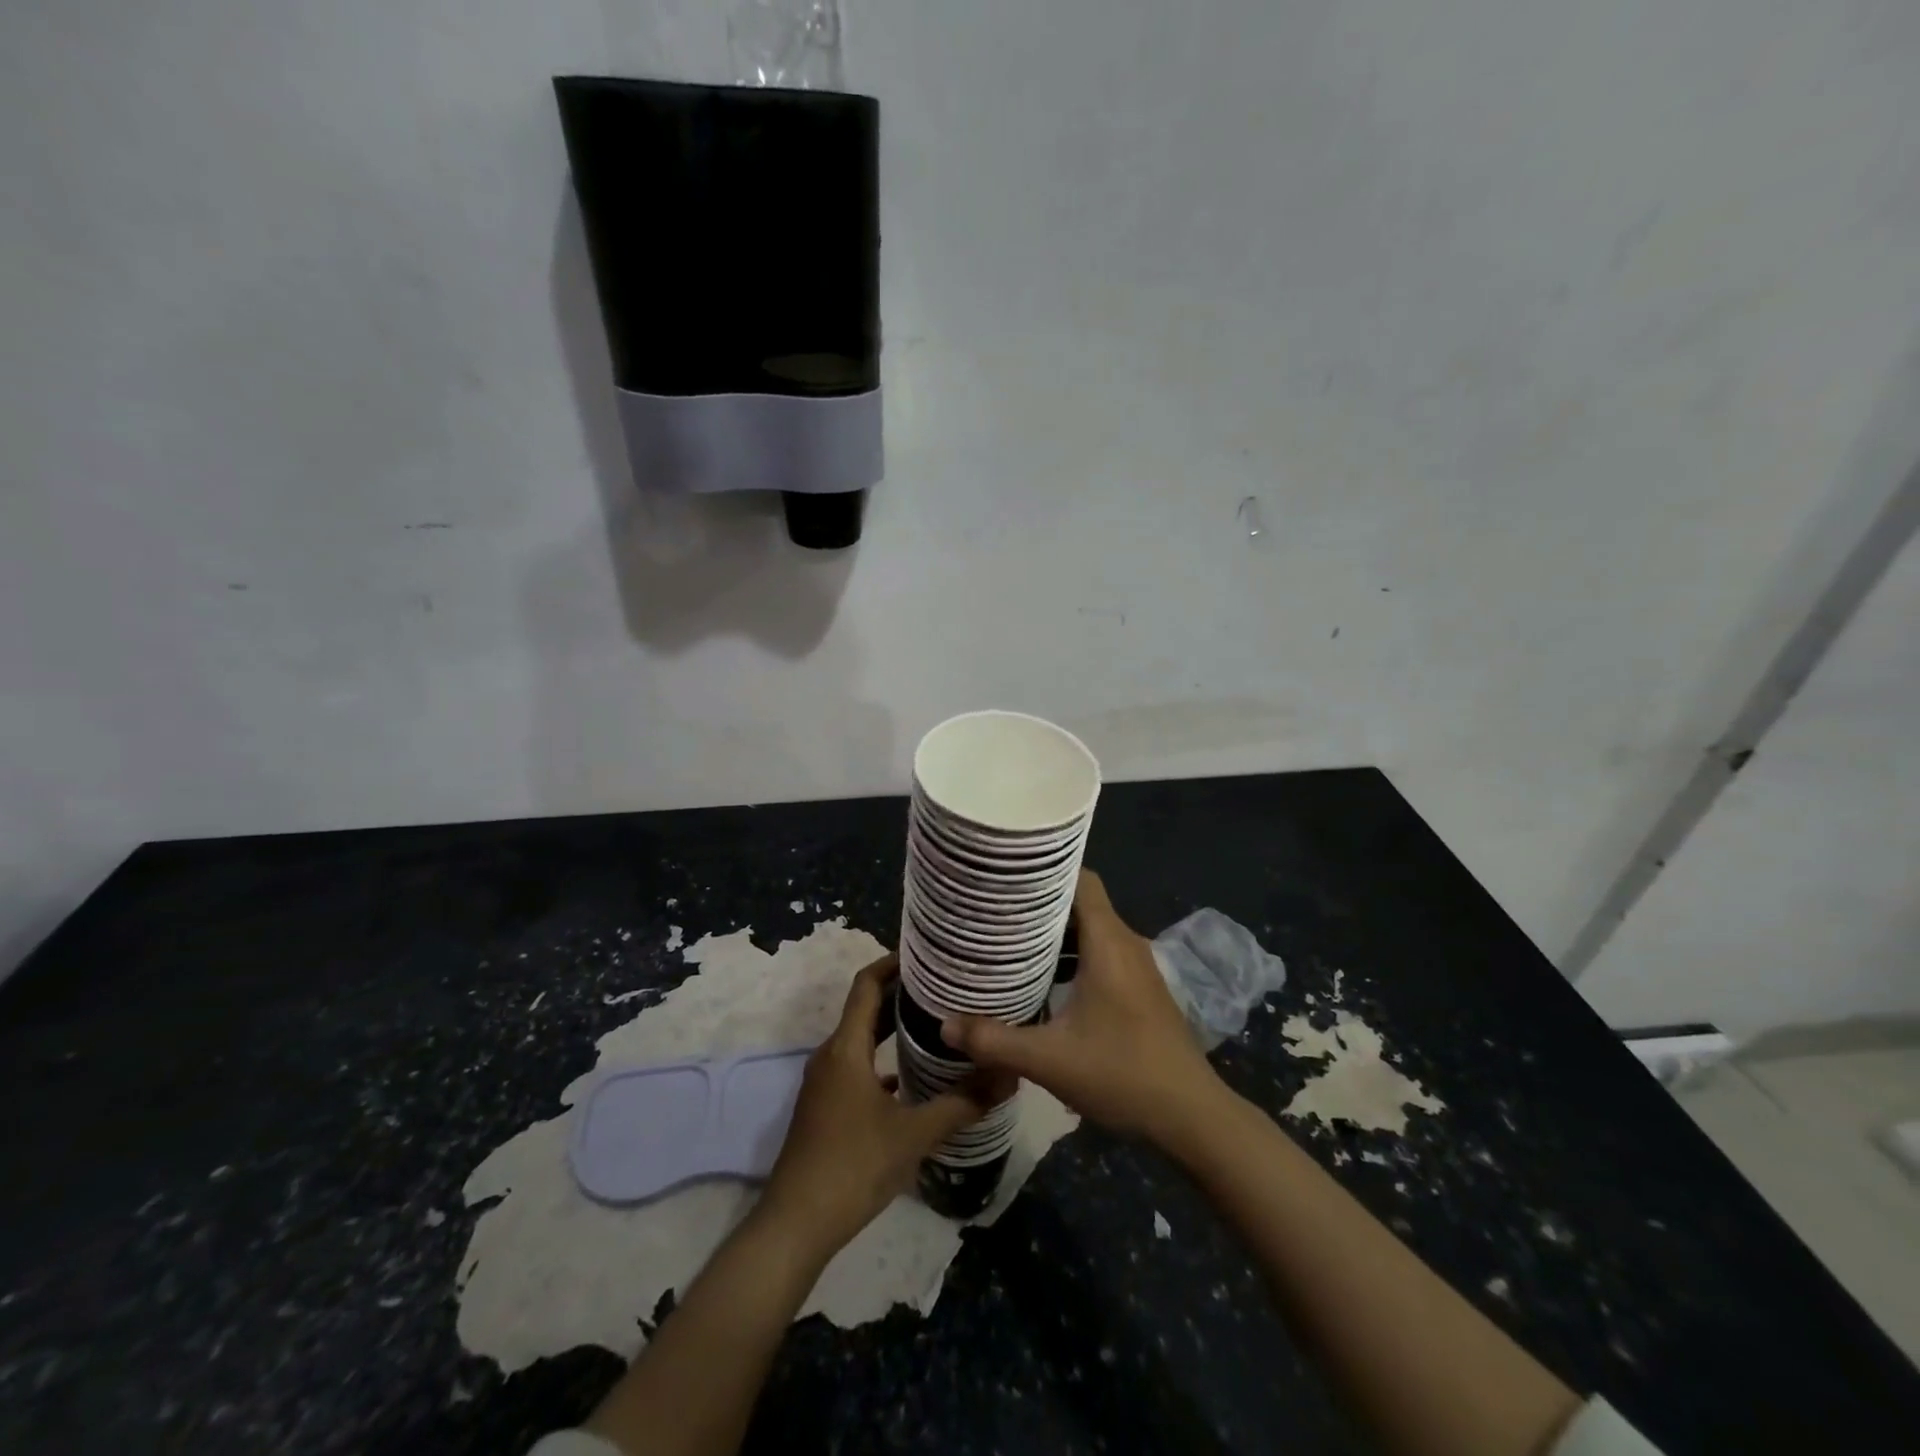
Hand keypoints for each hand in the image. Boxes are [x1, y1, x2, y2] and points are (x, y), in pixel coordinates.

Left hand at [757, 954, 993, 1259]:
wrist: (795, 1225)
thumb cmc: (853, 1166)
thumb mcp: (915, 1134)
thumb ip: (962, 1103)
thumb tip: (1007, 1076)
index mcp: (846, 1048)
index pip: (866, 985)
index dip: (893, 963)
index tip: (926, 954)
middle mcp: (831, 1055)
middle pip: (866, 1009)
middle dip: (902, 994)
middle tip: (945, 987)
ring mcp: (825, 1083)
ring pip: (861, 1040)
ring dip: (893, 1027)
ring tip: (936, 1024)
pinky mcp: (825, 1107)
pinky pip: (857, 1067)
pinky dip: (883, 1060)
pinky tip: (913, 1077)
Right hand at [942, 870, 1222, 1149]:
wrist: (1192, 1115)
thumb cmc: (1123, 1074)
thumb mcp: (1050, 1060)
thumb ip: (995, 1040)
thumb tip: (945, 1025)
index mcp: (1108, 942)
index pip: (1080, 878)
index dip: (1045, 870)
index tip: (1006, 874)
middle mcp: (1125, 943)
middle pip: (1081, 902)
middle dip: (1039, 902)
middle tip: (994, 908)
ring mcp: (1137, 966)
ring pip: (1091, 929)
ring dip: (1055, 931)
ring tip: (1010, 939)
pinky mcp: (1140, 988)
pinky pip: (1101, 951)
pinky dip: (1072, 953)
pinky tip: (1044, 977)